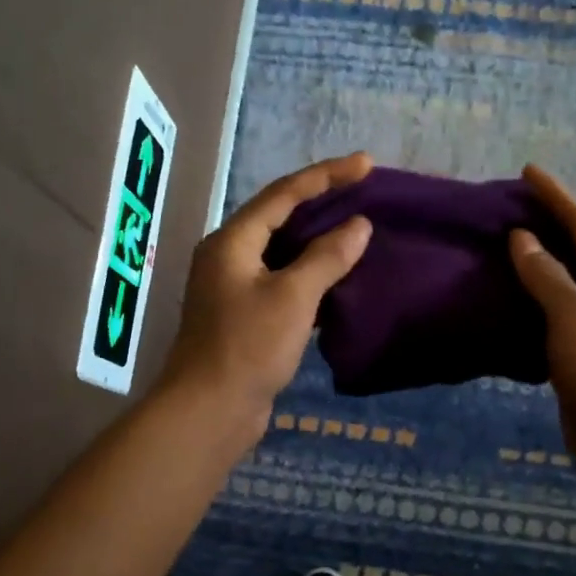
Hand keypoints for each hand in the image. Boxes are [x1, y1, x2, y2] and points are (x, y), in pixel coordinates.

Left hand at [162, 153, 374, 428]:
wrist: (209, 411)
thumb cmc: (248, 347)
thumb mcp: (292, 297)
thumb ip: (327, 258)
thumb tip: (358, 226)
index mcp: (232, 241)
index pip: (283, 194)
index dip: (326, 176)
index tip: (366, 164)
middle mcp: (229, 258)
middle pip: (280, 219)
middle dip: (322, 205)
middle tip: (364, 194)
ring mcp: (235, 290)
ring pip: (283, 254)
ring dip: (319, 243)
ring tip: (359, 232)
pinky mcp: (245, 319)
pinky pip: (283, 284)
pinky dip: (311, 278)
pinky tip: (340, 280)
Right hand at [509, 165, 575, 486]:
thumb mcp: (575, 318)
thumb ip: (547, 277)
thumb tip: (522, 239)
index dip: (557, 197)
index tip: (528, 171)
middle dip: (547, 230)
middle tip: (509, 211)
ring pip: (564, 291)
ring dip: (536, 271)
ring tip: (501, 253)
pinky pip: (554, 324)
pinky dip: (531, 309)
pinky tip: (506, 307)